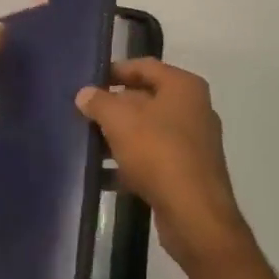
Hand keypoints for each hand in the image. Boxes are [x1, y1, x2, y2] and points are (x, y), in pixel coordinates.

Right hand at [76, 58, 251, 267]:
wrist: (194, 213)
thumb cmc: (158, 153)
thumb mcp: (119, 121)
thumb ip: (99, 102)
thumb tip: (85, 94)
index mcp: (183, 87)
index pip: (144, 66)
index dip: (115, 71)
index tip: (88, 81)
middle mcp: (194, 109)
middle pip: (146, 99)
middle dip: (114, 106)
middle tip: (83, 114)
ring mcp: (193, 142)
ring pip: (148, 131)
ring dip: (119, 137)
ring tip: (88, 144)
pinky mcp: (187, 172)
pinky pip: (153, 158)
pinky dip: (130, 162)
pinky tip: (104, 175)